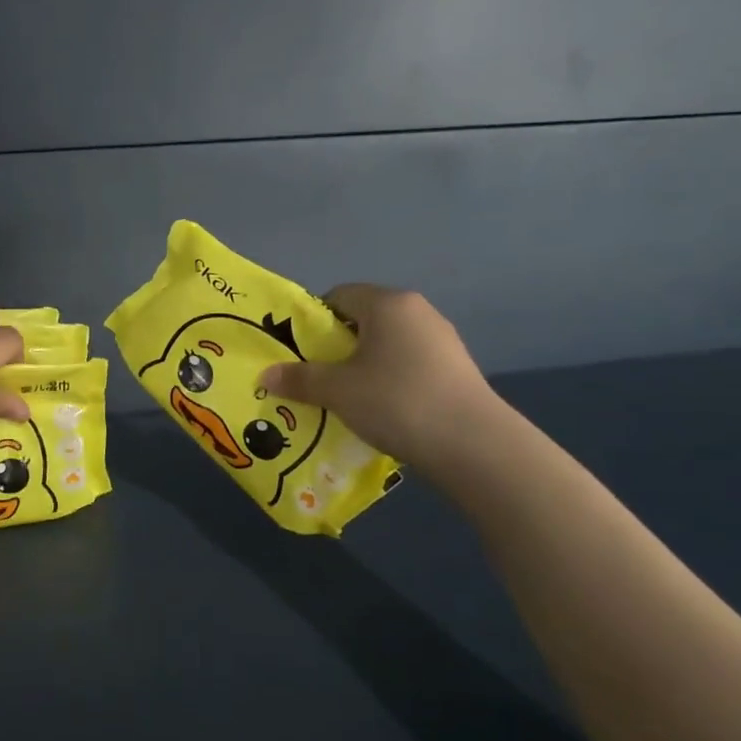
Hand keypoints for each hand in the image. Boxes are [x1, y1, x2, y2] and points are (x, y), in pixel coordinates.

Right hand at [260, 284, 500, 472]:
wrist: (475, 445)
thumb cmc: (396, 401)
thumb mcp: (337, 390)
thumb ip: (300, 379)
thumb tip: (265, 375)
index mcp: (387, 303)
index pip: (338, 296)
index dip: (313, 322)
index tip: (301, 353)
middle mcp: (417, 311)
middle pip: (363, 319)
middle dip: (337, 346)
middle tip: (319, 378)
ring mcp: (442, 340)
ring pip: (387, 344)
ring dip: (364, 365)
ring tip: (350, 399)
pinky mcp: (456, 368)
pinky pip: (409, 364)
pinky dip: (391, 380)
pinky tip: (384, 410)